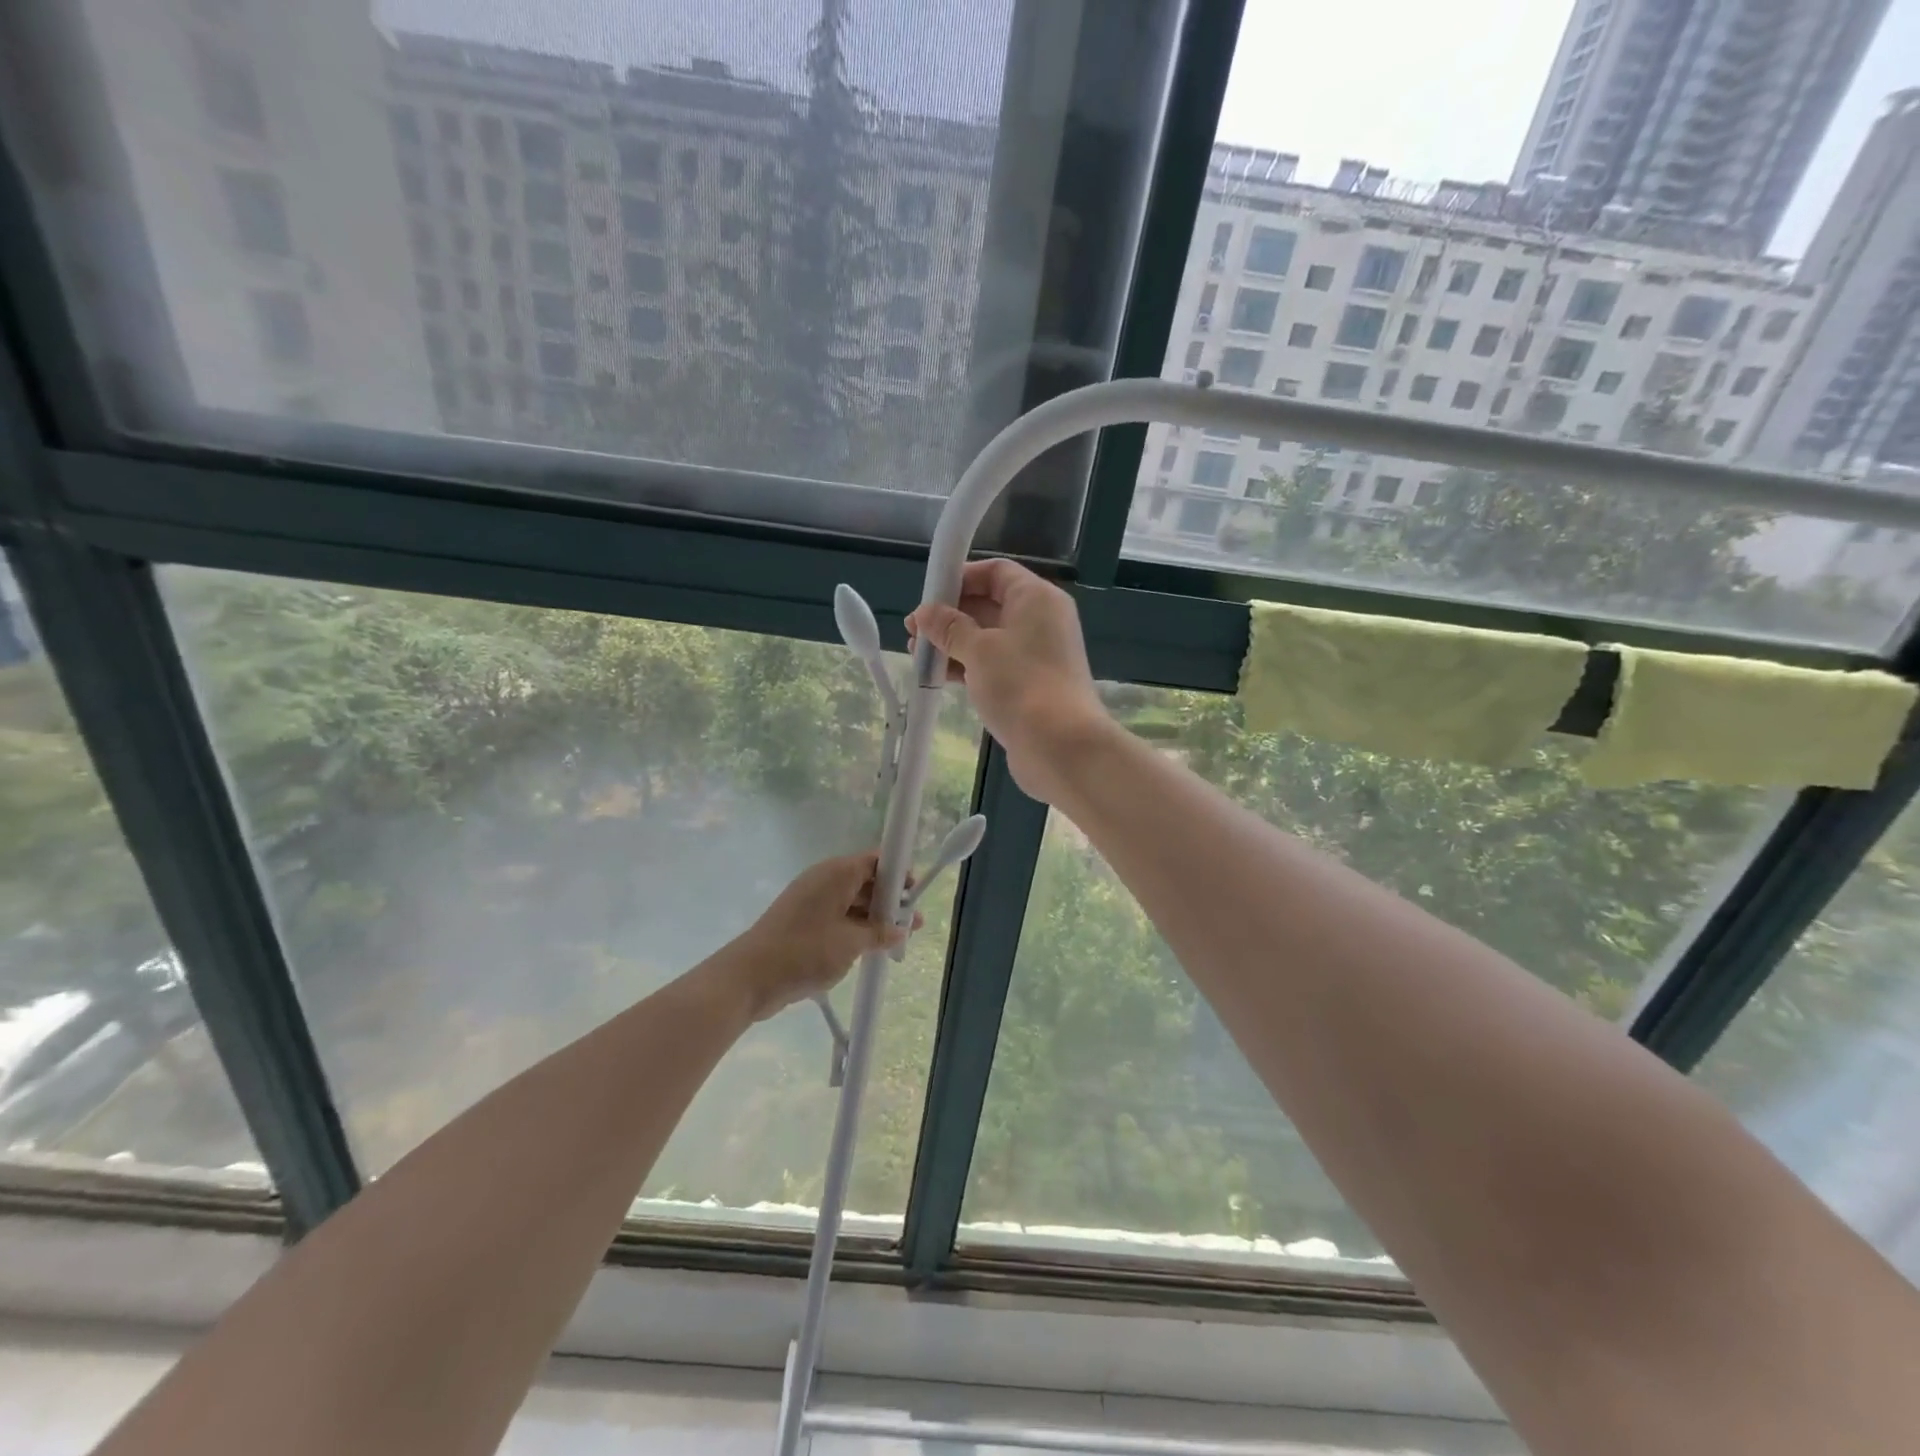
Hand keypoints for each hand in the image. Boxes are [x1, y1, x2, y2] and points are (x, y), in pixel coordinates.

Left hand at [728, 853, 919, 1021]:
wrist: (750, 976)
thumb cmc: (806, 951)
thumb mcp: (851, 943)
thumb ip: (880, 933)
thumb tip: (901, 929)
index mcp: (837, 872)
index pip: (877, 860)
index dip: (899, 874)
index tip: (916, 894)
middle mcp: (824, 879)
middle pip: (866, 880)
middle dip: (891, 901)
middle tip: (914, 924)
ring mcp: (812, 900)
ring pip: (853, 901)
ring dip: (875, 918)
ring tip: (898, 941)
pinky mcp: (803, 921)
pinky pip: (838, 916)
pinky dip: (856, 928)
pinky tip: (871, 949)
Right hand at [906, 559, 1107, 803]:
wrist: (1062, 747)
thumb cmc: (1021, 685)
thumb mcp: (978, 650)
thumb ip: (949, 628)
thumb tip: (924, 613)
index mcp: (1036, 599)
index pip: (996, 572)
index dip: (960, 578)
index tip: (929, 596)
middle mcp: (1041, 621)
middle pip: (990, 604)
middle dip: (950, 615)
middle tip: (914, 631)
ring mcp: (1037, 655)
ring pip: (989, 638)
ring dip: (953, 643)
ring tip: (917, 655)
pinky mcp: (1030, 685)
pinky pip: (994, 665)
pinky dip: (968, 666)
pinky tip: (939, 676)